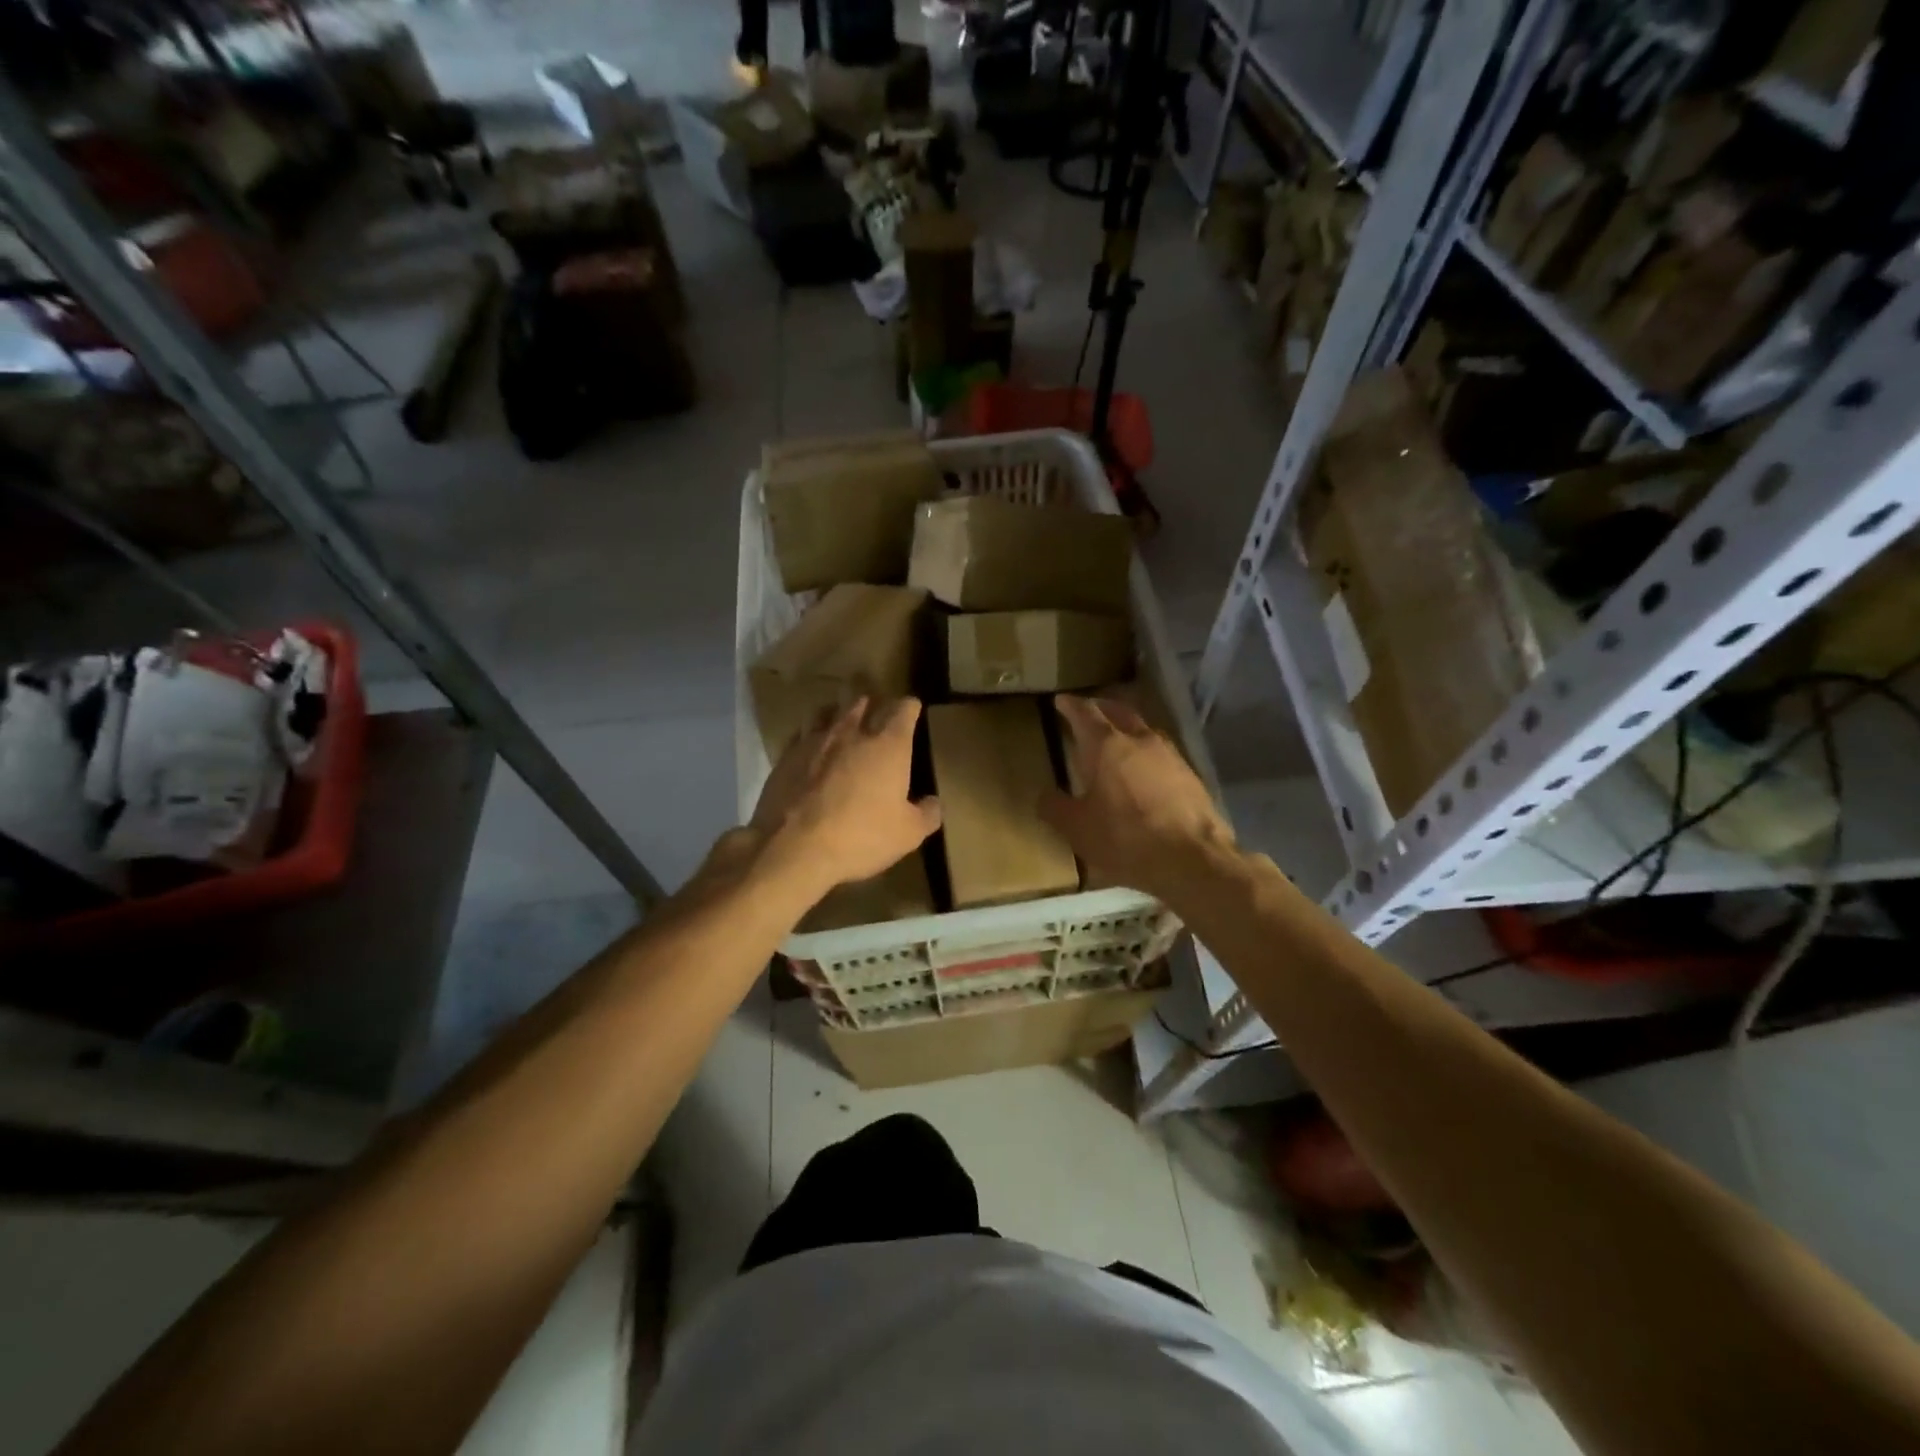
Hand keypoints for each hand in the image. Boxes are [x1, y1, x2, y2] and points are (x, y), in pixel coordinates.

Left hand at [750, 696, 941, 897]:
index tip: (913, 710)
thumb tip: (933, 803)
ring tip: (843, 720)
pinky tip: (813, 747)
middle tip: (878, 711)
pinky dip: (812, 735)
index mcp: (888, 745)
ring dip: (839, 711)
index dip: (910, 707)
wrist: (793, 848)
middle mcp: (852, 733)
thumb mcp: (908, 834)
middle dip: (874, 702)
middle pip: (863, 700)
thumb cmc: (861, 836)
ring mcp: (815, 741)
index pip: (904, 709)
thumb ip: (927, 814)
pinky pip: (802, 734)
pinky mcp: (786, 756)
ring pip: (829, 710)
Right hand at [1040, 694, 1233, 901]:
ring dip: (1127, 727)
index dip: (1070, 705)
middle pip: (1118, 711)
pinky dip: (1145, 751)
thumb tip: (1045, 796)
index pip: (1084, 713)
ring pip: (1143, 729)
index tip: (1061, 701)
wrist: (1192, 859)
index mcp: (1106, 745)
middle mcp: (1139, 739)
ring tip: (1116, 738)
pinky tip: (1143, 768)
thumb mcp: (1077, 829)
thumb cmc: (1126, 839)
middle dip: (1100, 708)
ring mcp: (1170, 754)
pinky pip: (1161, 751)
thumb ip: (1056, 808)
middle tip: (1088, 711)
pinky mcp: (1190, 774)